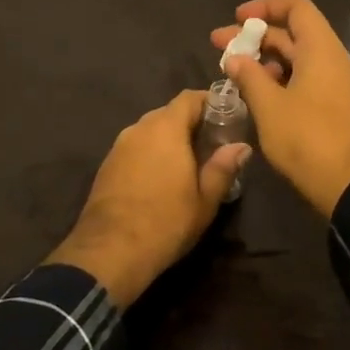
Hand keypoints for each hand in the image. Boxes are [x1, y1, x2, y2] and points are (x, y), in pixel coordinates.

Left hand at [46, 90, 248, 305]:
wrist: (108, 252)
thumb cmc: (165, 222)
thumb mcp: (205, 200)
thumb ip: (223, 167)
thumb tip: (242, 147)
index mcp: (166, 128)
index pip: (190, 98)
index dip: (210, 102)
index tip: (227, 116)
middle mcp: (140, 128)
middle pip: (169, 112)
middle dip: (191, 123)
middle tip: (211, 144)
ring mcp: (119, 145)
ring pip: (150, 130)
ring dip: (169, 139)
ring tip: (187, 162)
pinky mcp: (106, 165)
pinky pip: (135, 147)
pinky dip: (150, 153)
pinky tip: (159, 178)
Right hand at [211, 0, 349, 217]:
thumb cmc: (308, 138)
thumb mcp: (270, 107)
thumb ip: (250, 77)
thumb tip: (234, 57)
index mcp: (320, 49)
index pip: (296, 8)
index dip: (265, 6)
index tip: (237, 17)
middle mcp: (331, 59)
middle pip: (292, 34)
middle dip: (255, 37)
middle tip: (218, 45)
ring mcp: (334, 85)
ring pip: (296, 59)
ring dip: (264, 60)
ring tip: (233, 72)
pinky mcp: (333, 107)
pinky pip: (304, 80)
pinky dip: (279, 80)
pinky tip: (256, 95)